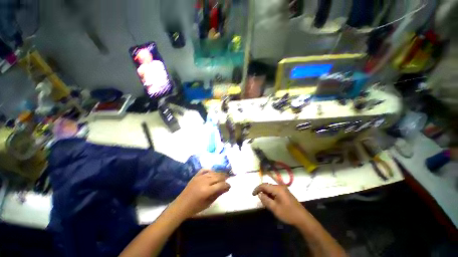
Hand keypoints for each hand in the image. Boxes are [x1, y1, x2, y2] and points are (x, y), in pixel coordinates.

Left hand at [173, 170, 229, 218]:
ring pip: (212, 173)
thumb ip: (218, 194)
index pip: (220, 185)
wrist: (181, 205)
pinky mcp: (195, 176)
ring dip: (218, 174)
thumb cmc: (195, 208)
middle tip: (228, 180)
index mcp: (207, 191)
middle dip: (224, 178)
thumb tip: (227, 188)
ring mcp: (199, 177)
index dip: (226, 185)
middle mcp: (204, 182)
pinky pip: (204, 170)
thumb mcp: (208, 203)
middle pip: (217, 176)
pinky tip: (213, 172)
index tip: (230, 186)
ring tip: (223, 176)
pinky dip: (210, 170)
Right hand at [253, 183, 308, 225]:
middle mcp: (280, 187)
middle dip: (262, 191)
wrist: (302, 218)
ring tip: (264, 201)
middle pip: (268, 186)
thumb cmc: (288, 213)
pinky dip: (271, 195)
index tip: (253, 194)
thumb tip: (259, 194)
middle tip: (258, 198)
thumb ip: (266, 200)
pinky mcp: (285, 193)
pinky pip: (275, 191)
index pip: (264, 185)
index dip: (257, 188)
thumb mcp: (275, 208)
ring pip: (271, 189)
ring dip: (266, 193)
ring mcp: (283, 189)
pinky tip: (270, 201)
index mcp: (278, 189)